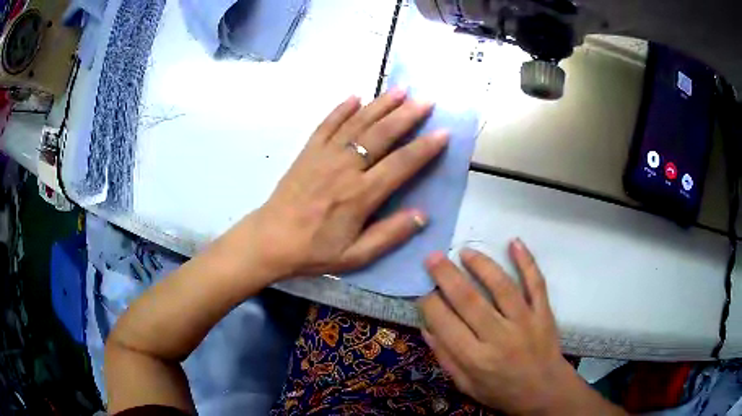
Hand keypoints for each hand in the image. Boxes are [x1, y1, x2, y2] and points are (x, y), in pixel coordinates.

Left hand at [238, 90, 448, 279]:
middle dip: (407, 115)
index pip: (400, 165)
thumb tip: (422, 215)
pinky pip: (327, 124)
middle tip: (426, 100)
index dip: (424, 148)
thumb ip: (389, 235)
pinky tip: (355, 96)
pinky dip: (341, 109)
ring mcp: (324, 156)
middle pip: (381, 135)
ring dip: (380, 105)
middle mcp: (345, 168)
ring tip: (400, 90)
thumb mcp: (355, 256)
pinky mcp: (308, 152)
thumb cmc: (315, 251)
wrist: (271, 240)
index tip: (443, 132)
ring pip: (357, 124)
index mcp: (360, 195)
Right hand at [419, 242, 625, 414]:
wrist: (545, 391)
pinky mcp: (544, 312)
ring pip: (502, 286)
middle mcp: (499, 337)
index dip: (429, 303)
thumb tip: (426, 327)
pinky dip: (527, 261)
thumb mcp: (466, 385)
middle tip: (432, 258)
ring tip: (465, 251)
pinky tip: (514, 242)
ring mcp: (525, 321)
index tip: (422, 291)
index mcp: (475, 359)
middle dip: (446, 275)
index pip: (445, 324)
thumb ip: (445, 358)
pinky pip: (536, 283)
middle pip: (469, 300)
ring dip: (481, 265)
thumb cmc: (502, 391)